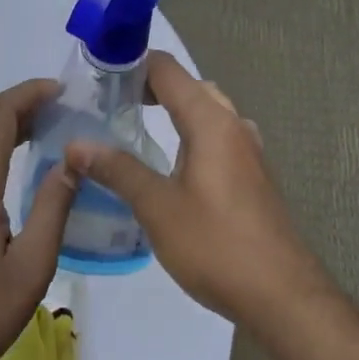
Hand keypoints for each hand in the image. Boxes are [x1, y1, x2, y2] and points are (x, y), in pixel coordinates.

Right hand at [67, 52, 323, 330]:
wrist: (282, 296)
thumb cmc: (216, 245)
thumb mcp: (157, 207)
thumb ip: (117, 170)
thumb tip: (75, 145)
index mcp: (211, 122)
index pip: (167, 70)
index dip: (132, 63)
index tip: (97, 74)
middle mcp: (233, 125)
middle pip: (189, 87)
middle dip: (150, 86)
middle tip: (110, 102)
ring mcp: (249, 151)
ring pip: (207, 112)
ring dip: (174, 110)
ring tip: (135, 126)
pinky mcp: (253, 176)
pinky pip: (217, 137)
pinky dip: (190, 134)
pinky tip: (172, 163)